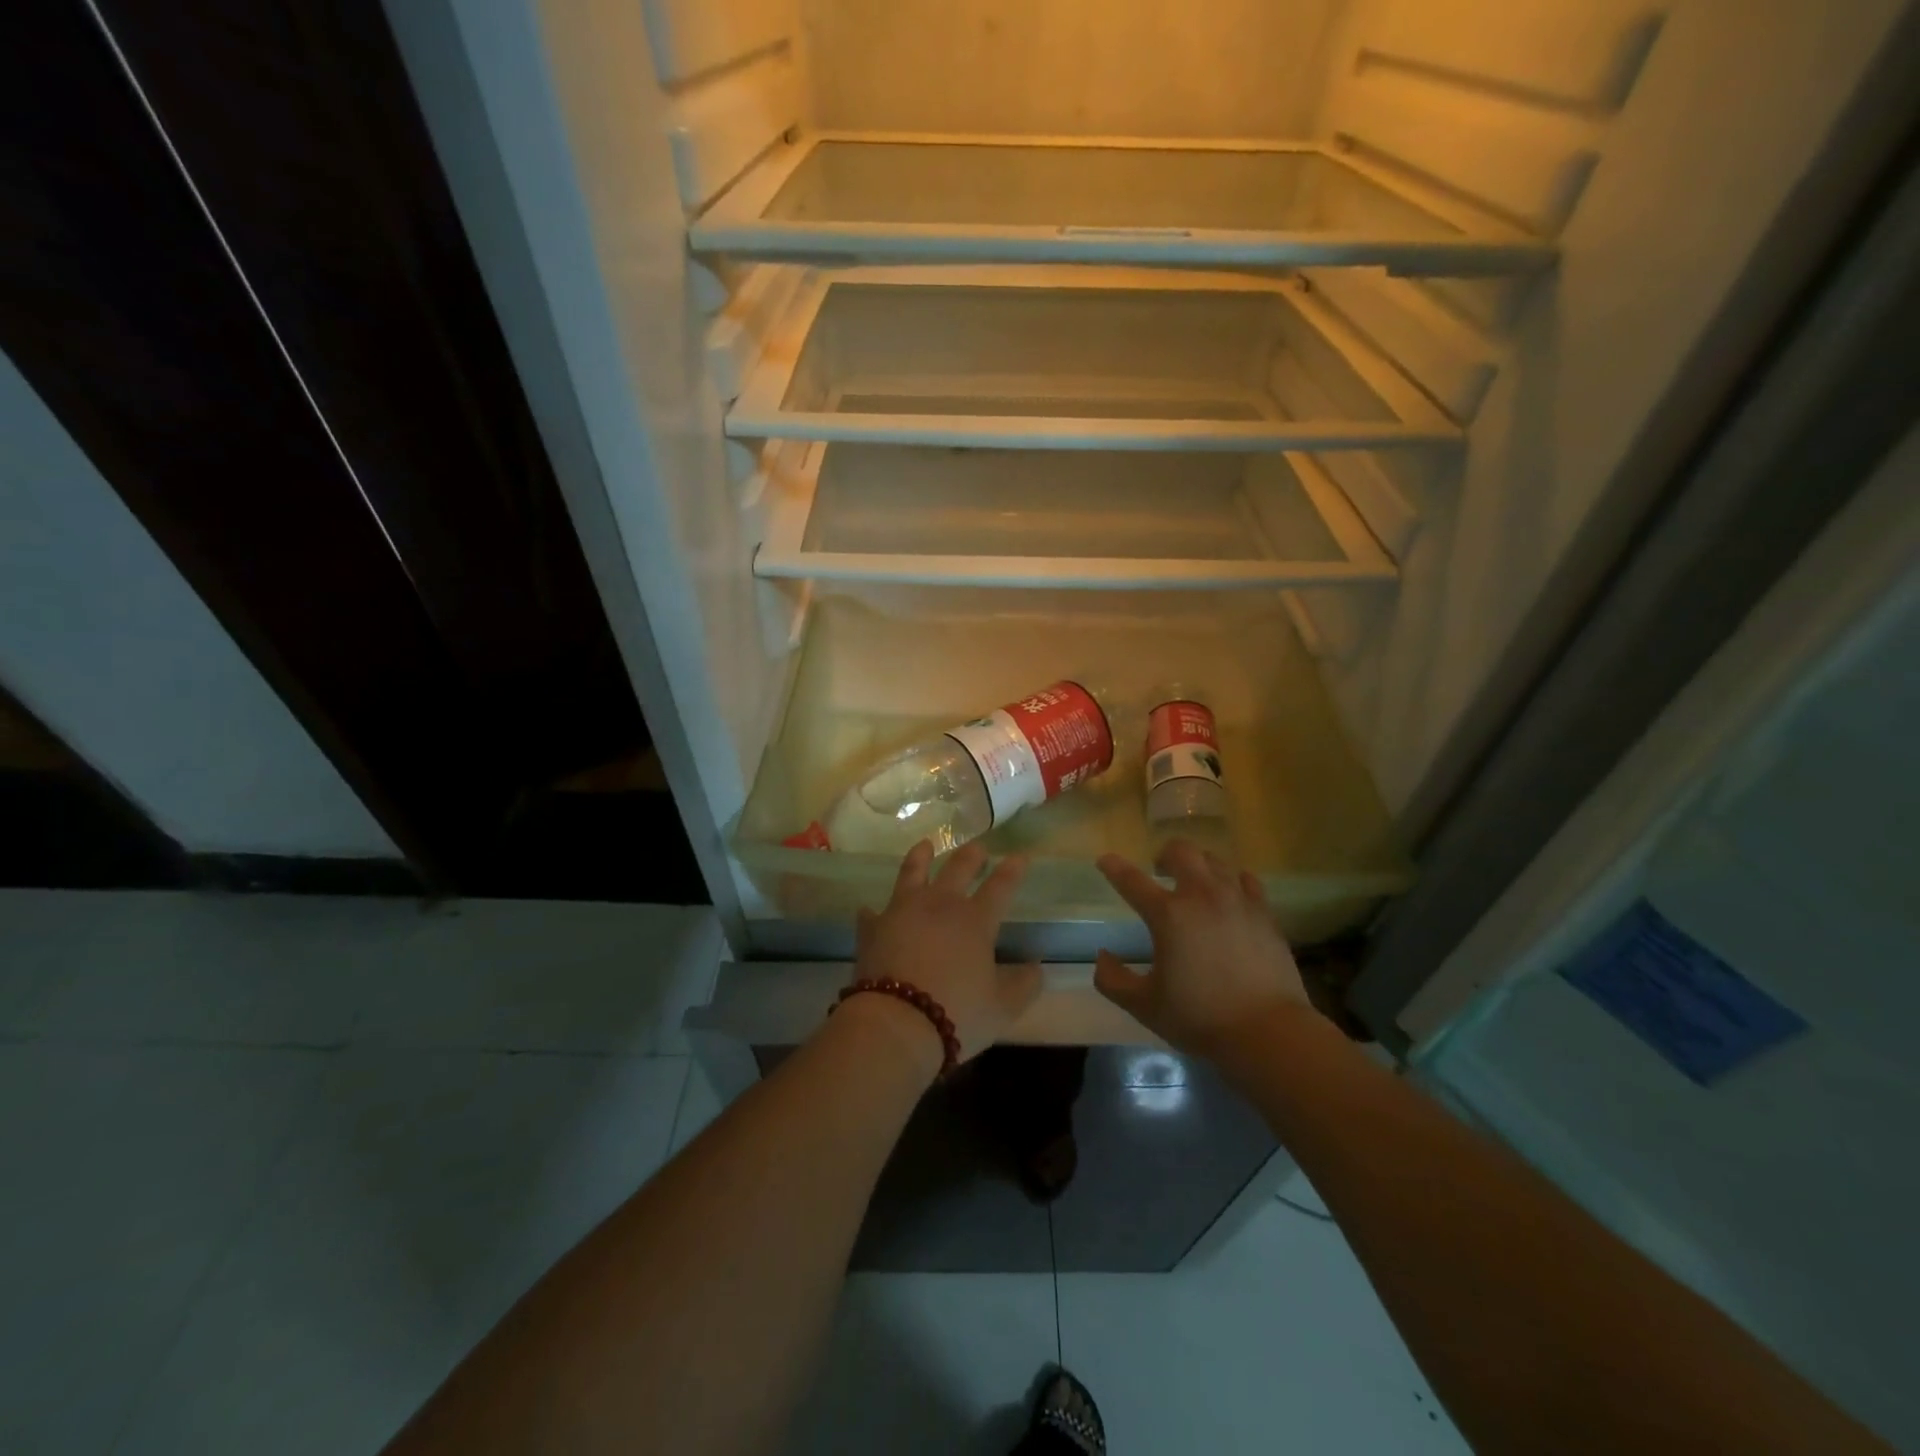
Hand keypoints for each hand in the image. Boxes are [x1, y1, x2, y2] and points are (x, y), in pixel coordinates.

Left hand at [849, 841, 1041, 1069]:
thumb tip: (1037, 967)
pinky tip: (869, 910)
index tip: (1021, 856)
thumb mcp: (1002, 1007)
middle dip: (971, 855)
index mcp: (975, 920)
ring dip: (920, 857)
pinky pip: (872, 914)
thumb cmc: (957, 1012)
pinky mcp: (873, 929)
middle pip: (957, 868)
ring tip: (924, 845)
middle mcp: (939, 905)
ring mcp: (902, 911)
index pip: (1000, 886)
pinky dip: (873, 912)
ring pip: (912, 873)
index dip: (1012, 870)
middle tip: (978, 847)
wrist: (895, 1022)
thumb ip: (1024, 984)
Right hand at [1093, 839, 1313, 1058]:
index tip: (1105, 861)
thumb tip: (1103, 956)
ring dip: (1198, 865)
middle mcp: (1202, 896)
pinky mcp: (1265, 914)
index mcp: (1168, 915)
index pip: (1132, 880)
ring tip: (1194, 884)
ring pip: (1215, 861)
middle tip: (1160, 872)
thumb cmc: (1200, 1018)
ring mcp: (1238, 901)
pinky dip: (1232, 881)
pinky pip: (1246, 880)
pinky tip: (1229, 896)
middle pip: (1181, 851)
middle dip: (1165, 855)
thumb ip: (1113, 980)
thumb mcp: (1144, 1006)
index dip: (1114, 867)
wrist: (1268, 1033)